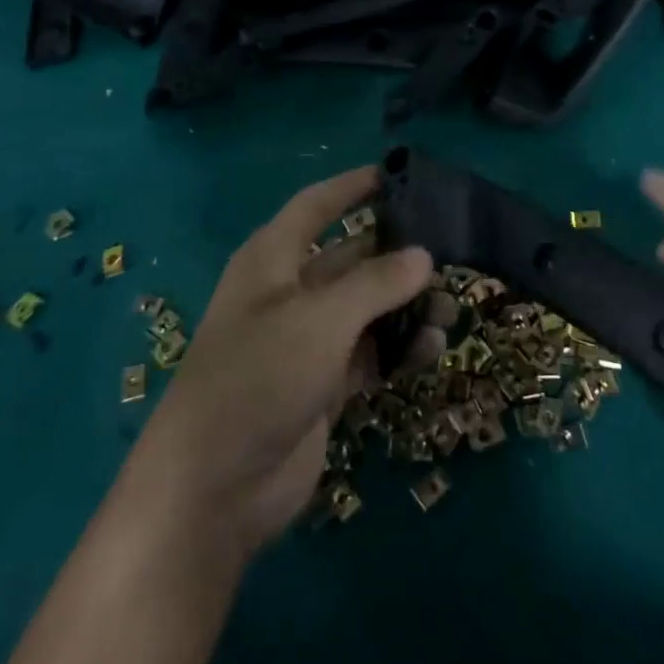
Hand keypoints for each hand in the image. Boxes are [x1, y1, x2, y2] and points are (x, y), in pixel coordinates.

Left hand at [119, 167, 433, 564]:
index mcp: (272, 259)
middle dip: (397, 256)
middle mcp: (289, 292)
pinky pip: (369, 352)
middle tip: (449, 256)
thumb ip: (375, 283)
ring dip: (405, 307)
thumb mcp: (319, 320)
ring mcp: (306, 341)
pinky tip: (432, 351)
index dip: (352, 187)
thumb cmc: (258, 378)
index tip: (398, 174)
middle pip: (351, 258)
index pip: (316, 206)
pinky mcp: (322, 384)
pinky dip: (398, 349)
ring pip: (366, 308)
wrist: (214, 489)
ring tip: (448, 313)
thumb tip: (424, 255)